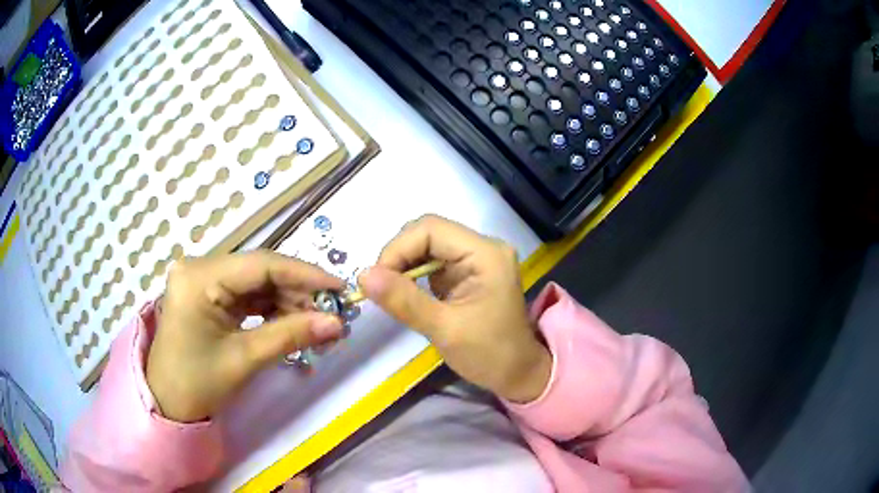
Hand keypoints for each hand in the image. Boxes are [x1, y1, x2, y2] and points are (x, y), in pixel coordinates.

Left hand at [147, 251, 344, 421]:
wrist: (168, 403)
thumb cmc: (197, 383)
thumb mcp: (245, 359)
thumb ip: (290, 335)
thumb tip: (337, 323)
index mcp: (200, 277)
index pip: (262, 264)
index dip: (305, 274)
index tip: (339, 288)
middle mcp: (200, 268)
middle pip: (260, 271)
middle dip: (298, 292)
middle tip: (331, 314)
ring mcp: (203, 279)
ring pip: (256, 283)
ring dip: (287, 301)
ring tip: (316, 323)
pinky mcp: (207, 294)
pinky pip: (246, 294)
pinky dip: (271, 308)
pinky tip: (292, 322)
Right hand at [359, 215, 551, 402]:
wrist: (518, 373)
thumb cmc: (489, 354)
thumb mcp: (444, 330)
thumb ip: (404, 300)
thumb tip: (363, 276)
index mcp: (485, 253)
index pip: (430, 229)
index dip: (397, 249)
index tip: (376, 280)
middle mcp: (482, 247)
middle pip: (428, 232)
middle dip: (399, 255)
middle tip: (380, 287)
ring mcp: (475, 258)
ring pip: (427, 245)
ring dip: (403, 264)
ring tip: (390, 291)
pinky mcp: (467, 271)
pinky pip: (432, 261)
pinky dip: (413, 273)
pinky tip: (405, 293)